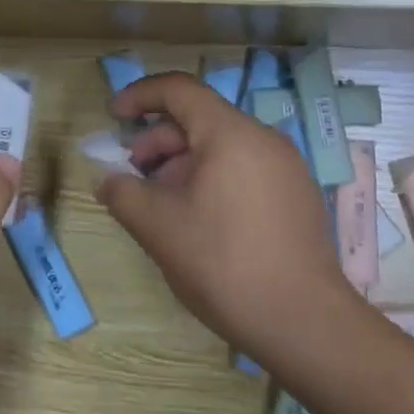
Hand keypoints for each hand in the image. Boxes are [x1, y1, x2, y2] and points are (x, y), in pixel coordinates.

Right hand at [97, 72, 361, 365]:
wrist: (306, 325)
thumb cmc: (224, 264)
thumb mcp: (159, 228)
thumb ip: (123, 193)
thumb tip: (108, 180)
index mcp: (231, 133)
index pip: (179, 89)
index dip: (140, 96)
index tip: (113, 117)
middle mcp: (264, 138)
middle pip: (199, 119)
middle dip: (157, 140)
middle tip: (132, 174)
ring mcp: (286, 167)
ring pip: (222, 146)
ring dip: (182, 163)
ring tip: (161, 203)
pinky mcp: (297, 195)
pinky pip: (244, 168)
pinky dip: (211, 178)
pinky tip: (198, 219)